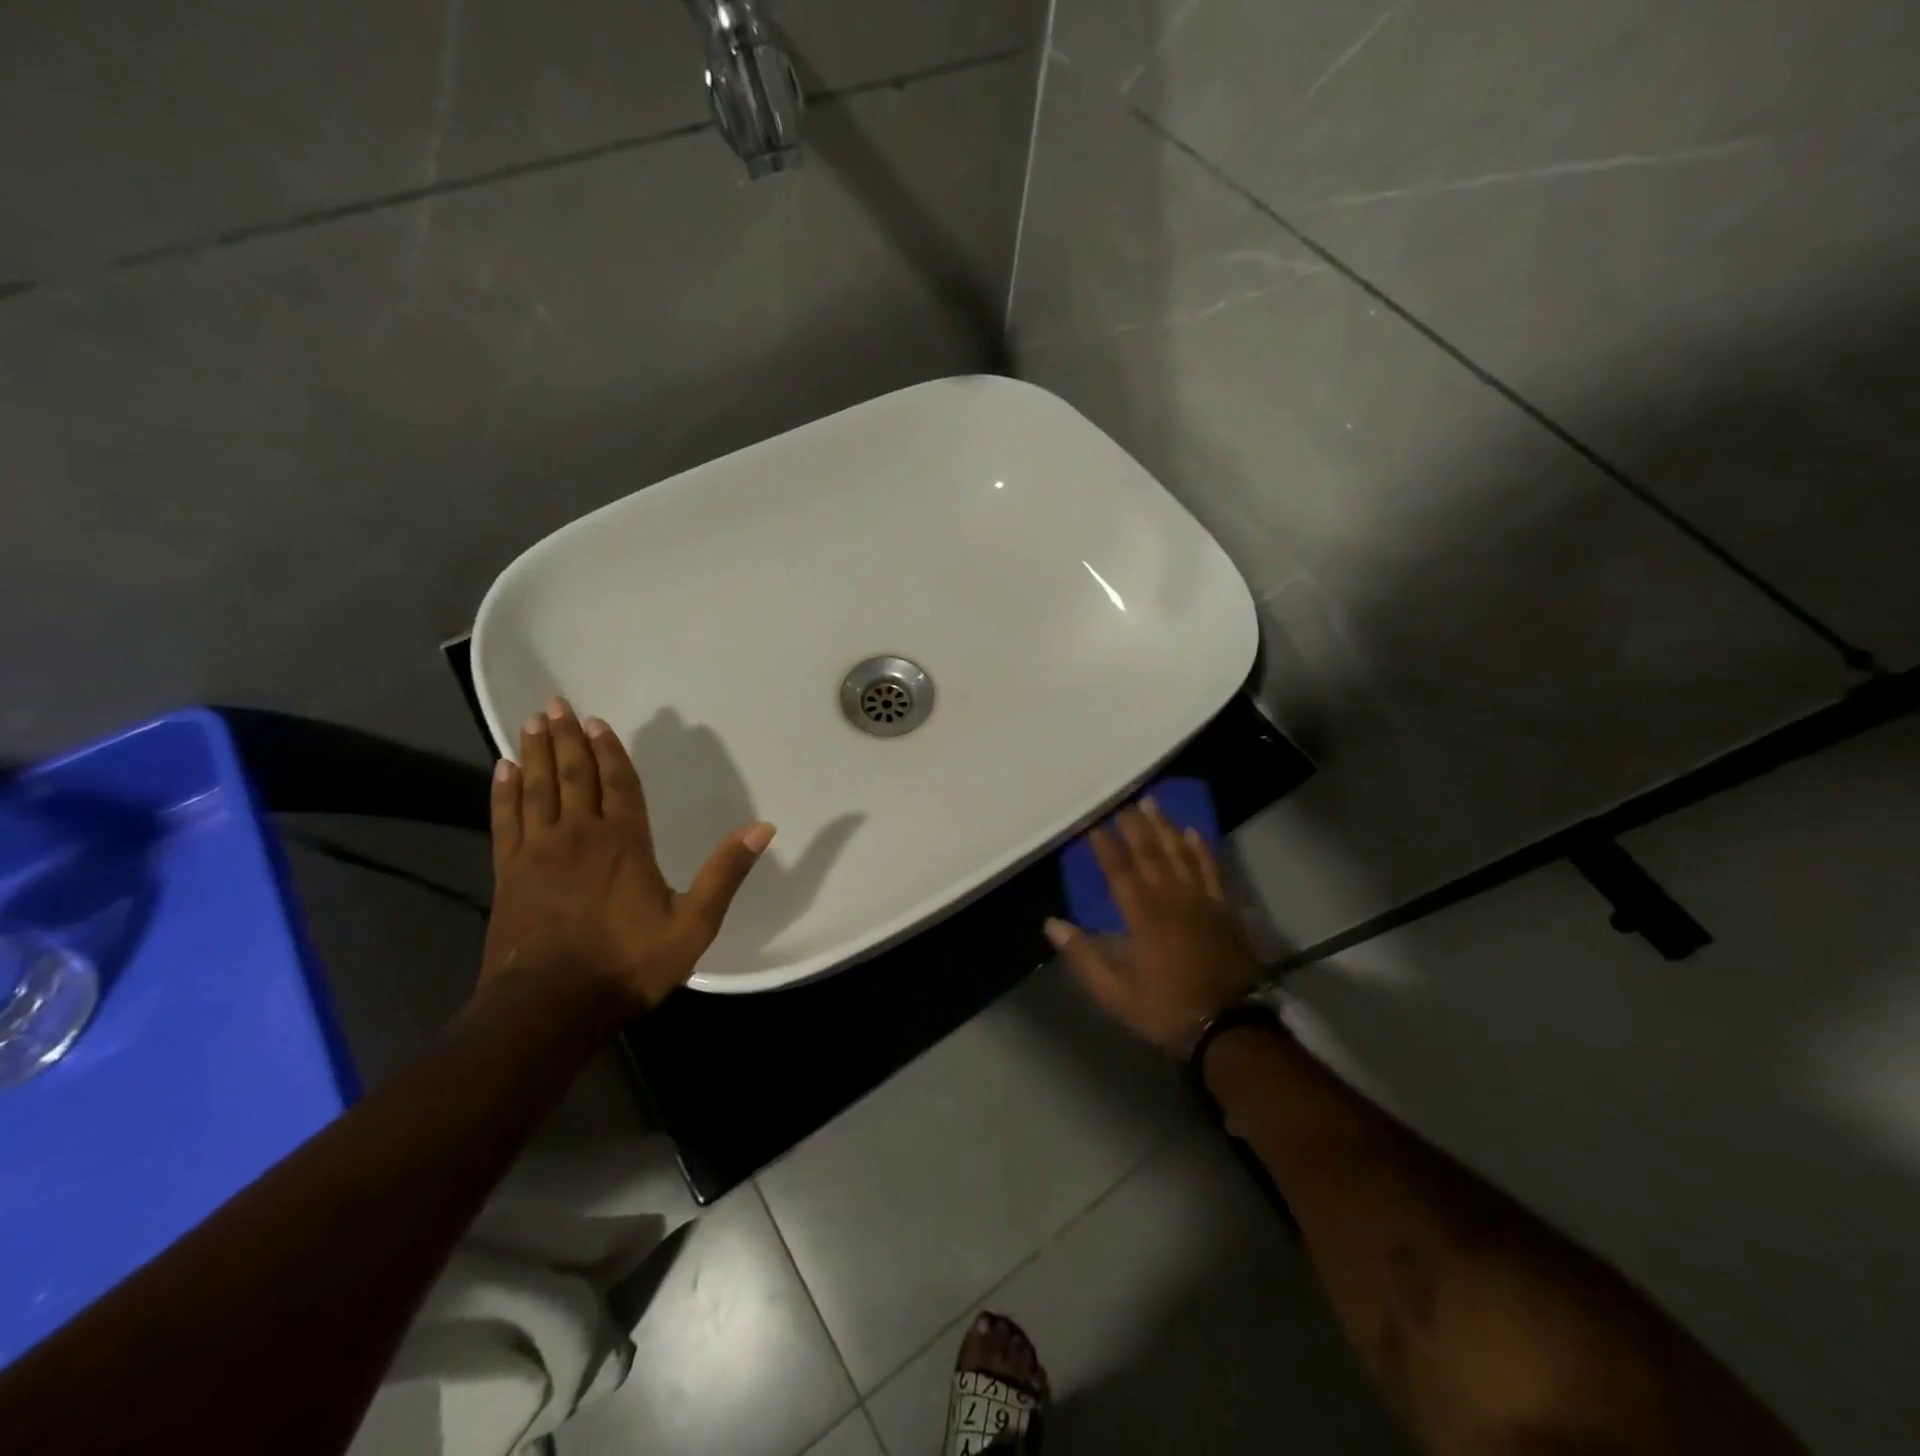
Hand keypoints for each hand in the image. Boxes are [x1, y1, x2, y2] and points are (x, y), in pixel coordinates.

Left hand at [480, 696, 774, 1016]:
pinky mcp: (509, 874)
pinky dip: (504, 793)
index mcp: (625, 841)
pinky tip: (501, 772)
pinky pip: (506, 820)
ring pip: (537, 789)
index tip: (596, 721)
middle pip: (573, 775)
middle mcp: (580, 835)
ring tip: (533, 722)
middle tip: (556, 704)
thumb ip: (725, 873)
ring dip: (536, 754)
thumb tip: (763, 828)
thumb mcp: (694, 924)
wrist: (549, 1007)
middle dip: (567, 739)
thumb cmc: (627, 963)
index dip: (609, 750)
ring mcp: (538, 852)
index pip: (618, 782)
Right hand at [1045, 800, 1260, 1055]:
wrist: (1229, 1025)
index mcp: (1143, 916)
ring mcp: (1201, 901)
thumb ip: (1083, 955)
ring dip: (1164, 827)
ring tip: (1152, 803)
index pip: (1120, 871)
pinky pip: (1211, 870)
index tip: (1093, 824)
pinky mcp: (1224, 909)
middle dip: (1134, 826)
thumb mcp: (1115, 991)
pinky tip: (1192, 832)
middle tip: (1123, 801)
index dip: (1105, 846)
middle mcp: (1171, 899)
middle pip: (1151, 854)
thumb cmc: (1166, 1008)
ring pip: (1180, 854)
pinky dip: (1201, 849)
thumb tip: (1051, 923)